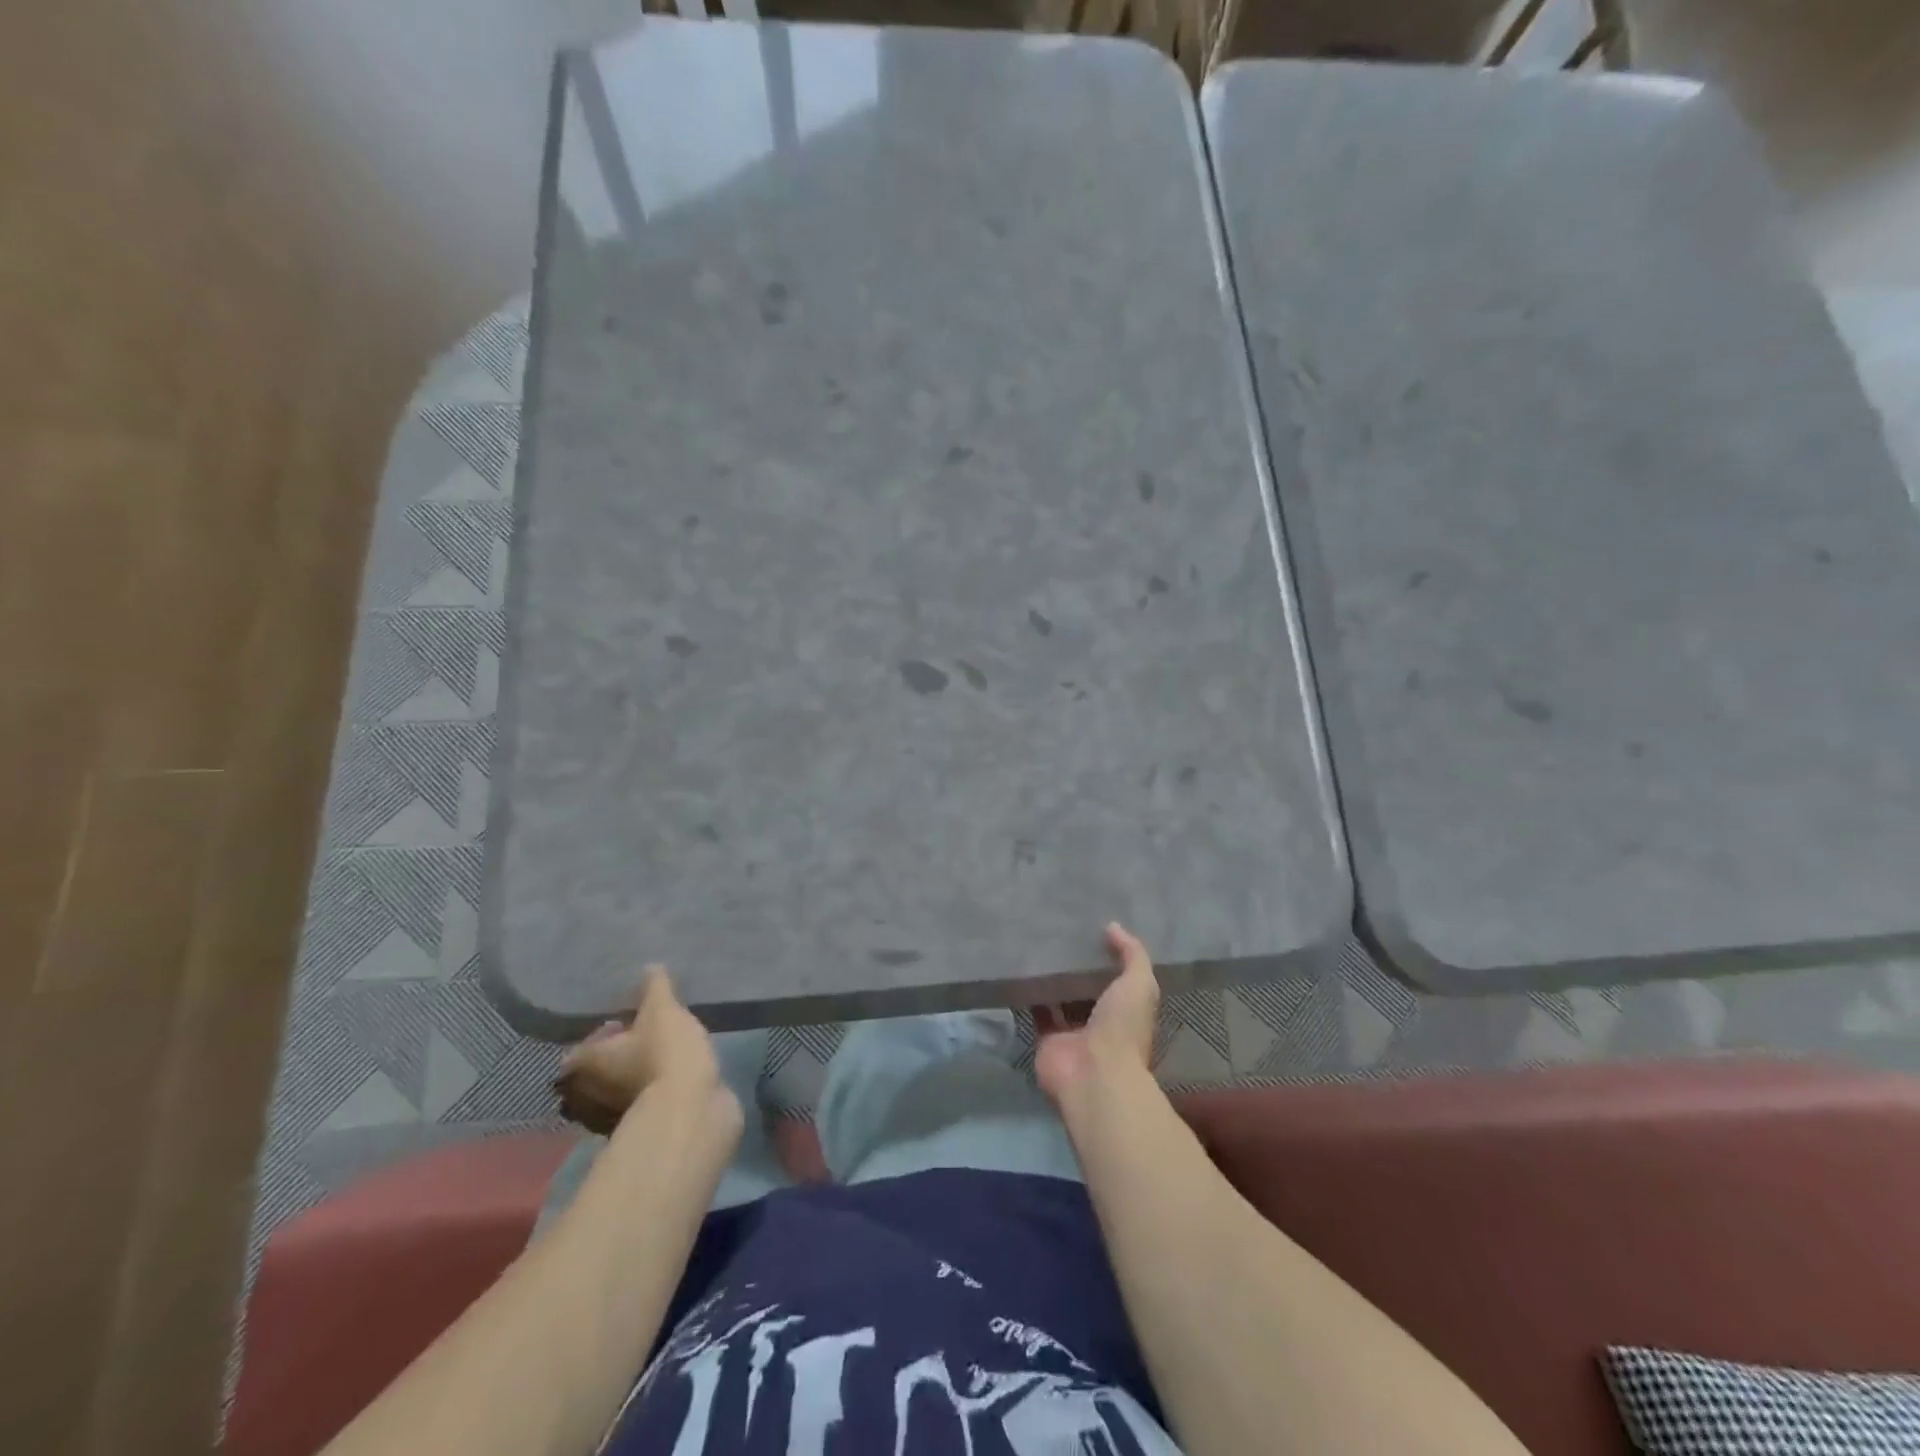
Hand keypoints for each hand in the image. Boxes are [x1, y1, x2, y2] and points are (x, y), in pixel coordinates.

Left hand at [555, 966, 721, 1134]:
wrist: (689, 1111)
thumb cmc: (664, 1053)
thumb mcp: (663, 1009)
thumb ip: (655, 986)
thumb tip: (650, 967)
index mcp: (580, 1065)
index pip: (579, 1046)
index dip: (603, 1033)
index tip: (629, 1022)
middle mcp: (583, 1097)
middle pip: (595, 1071)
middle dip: (616, 1057)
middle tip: (645, 1037)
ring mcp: (606, 1121)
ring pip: (614, 1091)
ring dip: (631, 1077)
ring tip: (661, 1056)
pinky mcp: (635, 1132)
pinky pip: (636, 1105)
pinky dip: (648, 1094)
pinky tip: (672, 1078)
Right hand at [1035, 922, 1159, 1109]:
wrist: (1093, 1075)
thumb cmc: (1122, 1028)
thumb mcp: (1139, 984)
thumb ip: (1132, 954)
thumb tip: (1113, 926)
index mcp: (1125, 1010)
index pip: (1116, 979)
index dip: (1106, 956)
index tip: (1091, 927)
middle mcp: (1099, 1022)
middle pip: (1085, 988)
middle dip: (1075, 966)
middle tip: (1057, 930)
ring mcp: (1071, 1032)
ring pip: (1059, 999)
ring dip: (1051, 978)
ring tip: (1036, 943)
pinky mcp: (1045, 1039)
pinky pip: (1036, 1012)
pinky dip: (1029, 994)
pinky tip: (1020, 968)